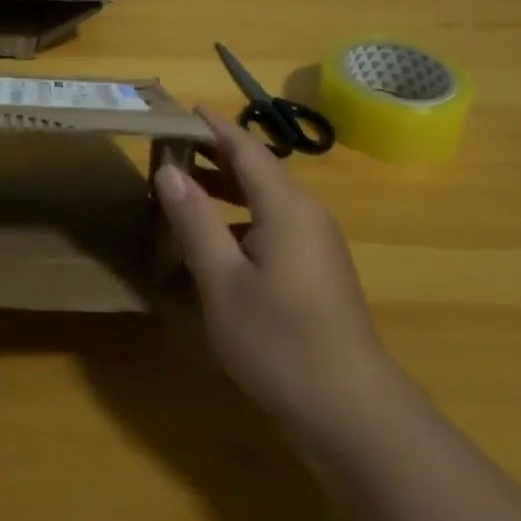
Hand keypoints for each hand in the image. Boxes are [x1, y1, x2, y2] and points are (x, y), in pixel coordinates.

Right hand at [157, 105, 394, 456]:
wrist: (352, 412)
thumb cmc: (279, 341)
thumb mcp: (222, 281)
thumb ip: (196, 221)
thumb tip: (169, 172)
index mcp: (287, 206)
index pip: (247, 149)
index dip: (216, 127)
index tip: (187, 108)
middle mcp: (308, 214)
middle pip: (260, 170)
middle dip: (218, 154)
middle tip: (175, 145)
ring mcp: (319, 244)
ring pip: (269, 199)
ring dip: (230, 187)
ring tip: (189, 187)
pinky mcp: (320, 271)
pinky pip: (277, 224)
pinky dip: (244, 217)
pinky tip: (220, 242)